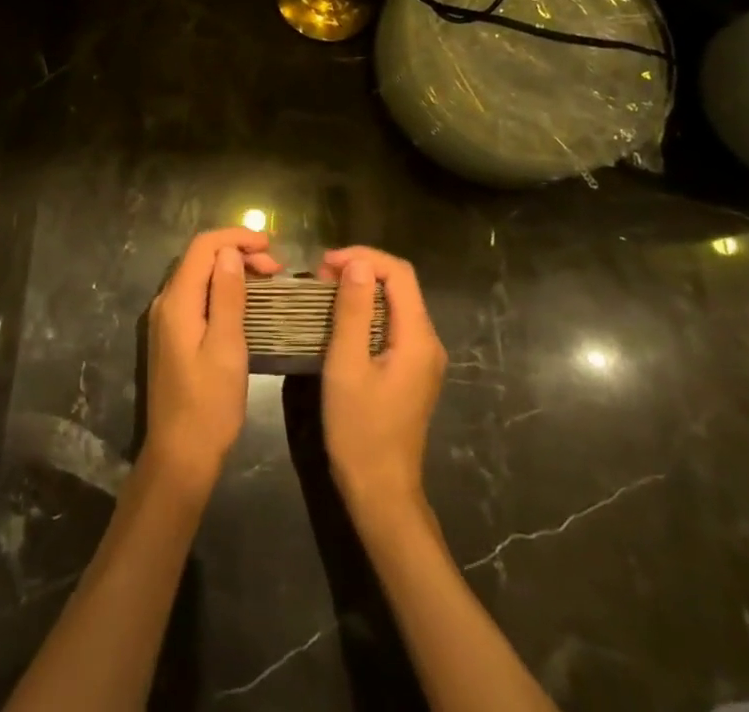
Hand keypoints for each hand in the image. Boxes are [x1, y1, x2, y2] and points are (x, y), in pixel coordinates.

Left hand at [143, 228, 281, 491]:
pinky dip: (223, 290)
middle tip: (276, 268)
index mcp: (177, 301)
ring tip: (268, 280)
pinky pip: (198, 297)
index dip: (235, 238)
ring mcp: (167, 320)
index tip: (270, 245)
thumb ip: (228, 297)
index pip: (202, 247)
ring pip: (200, 277)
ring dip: (232, 271)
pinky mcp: (173, 336)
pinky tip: (246, 302)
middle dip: (237, 253)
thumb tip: (229, 252)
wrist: (179, 457)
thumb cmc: (209, 405)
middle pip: (200, 258)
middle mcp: (166, 302)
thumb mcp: (227, 348)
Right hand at [318, 247, 446, 514]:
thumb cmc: (359, 429)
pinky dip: (366, 312)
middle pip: (400, 285)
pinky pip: (392, 324)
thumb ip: (353, 311)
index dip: (363, 257)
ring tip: (323, 292)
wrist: (381, 492)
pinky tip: (340, 320)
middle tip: (319, 276)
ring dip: (362, 290)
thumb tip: (356, 263)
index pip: (398, 272)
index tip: (325, 264)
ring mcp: (422, 358)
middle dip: (360, 269)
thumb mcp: (347, 365)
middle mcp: (428, 341)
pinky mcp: (411, 371)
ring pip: (395, 303)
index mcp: (418, 337)